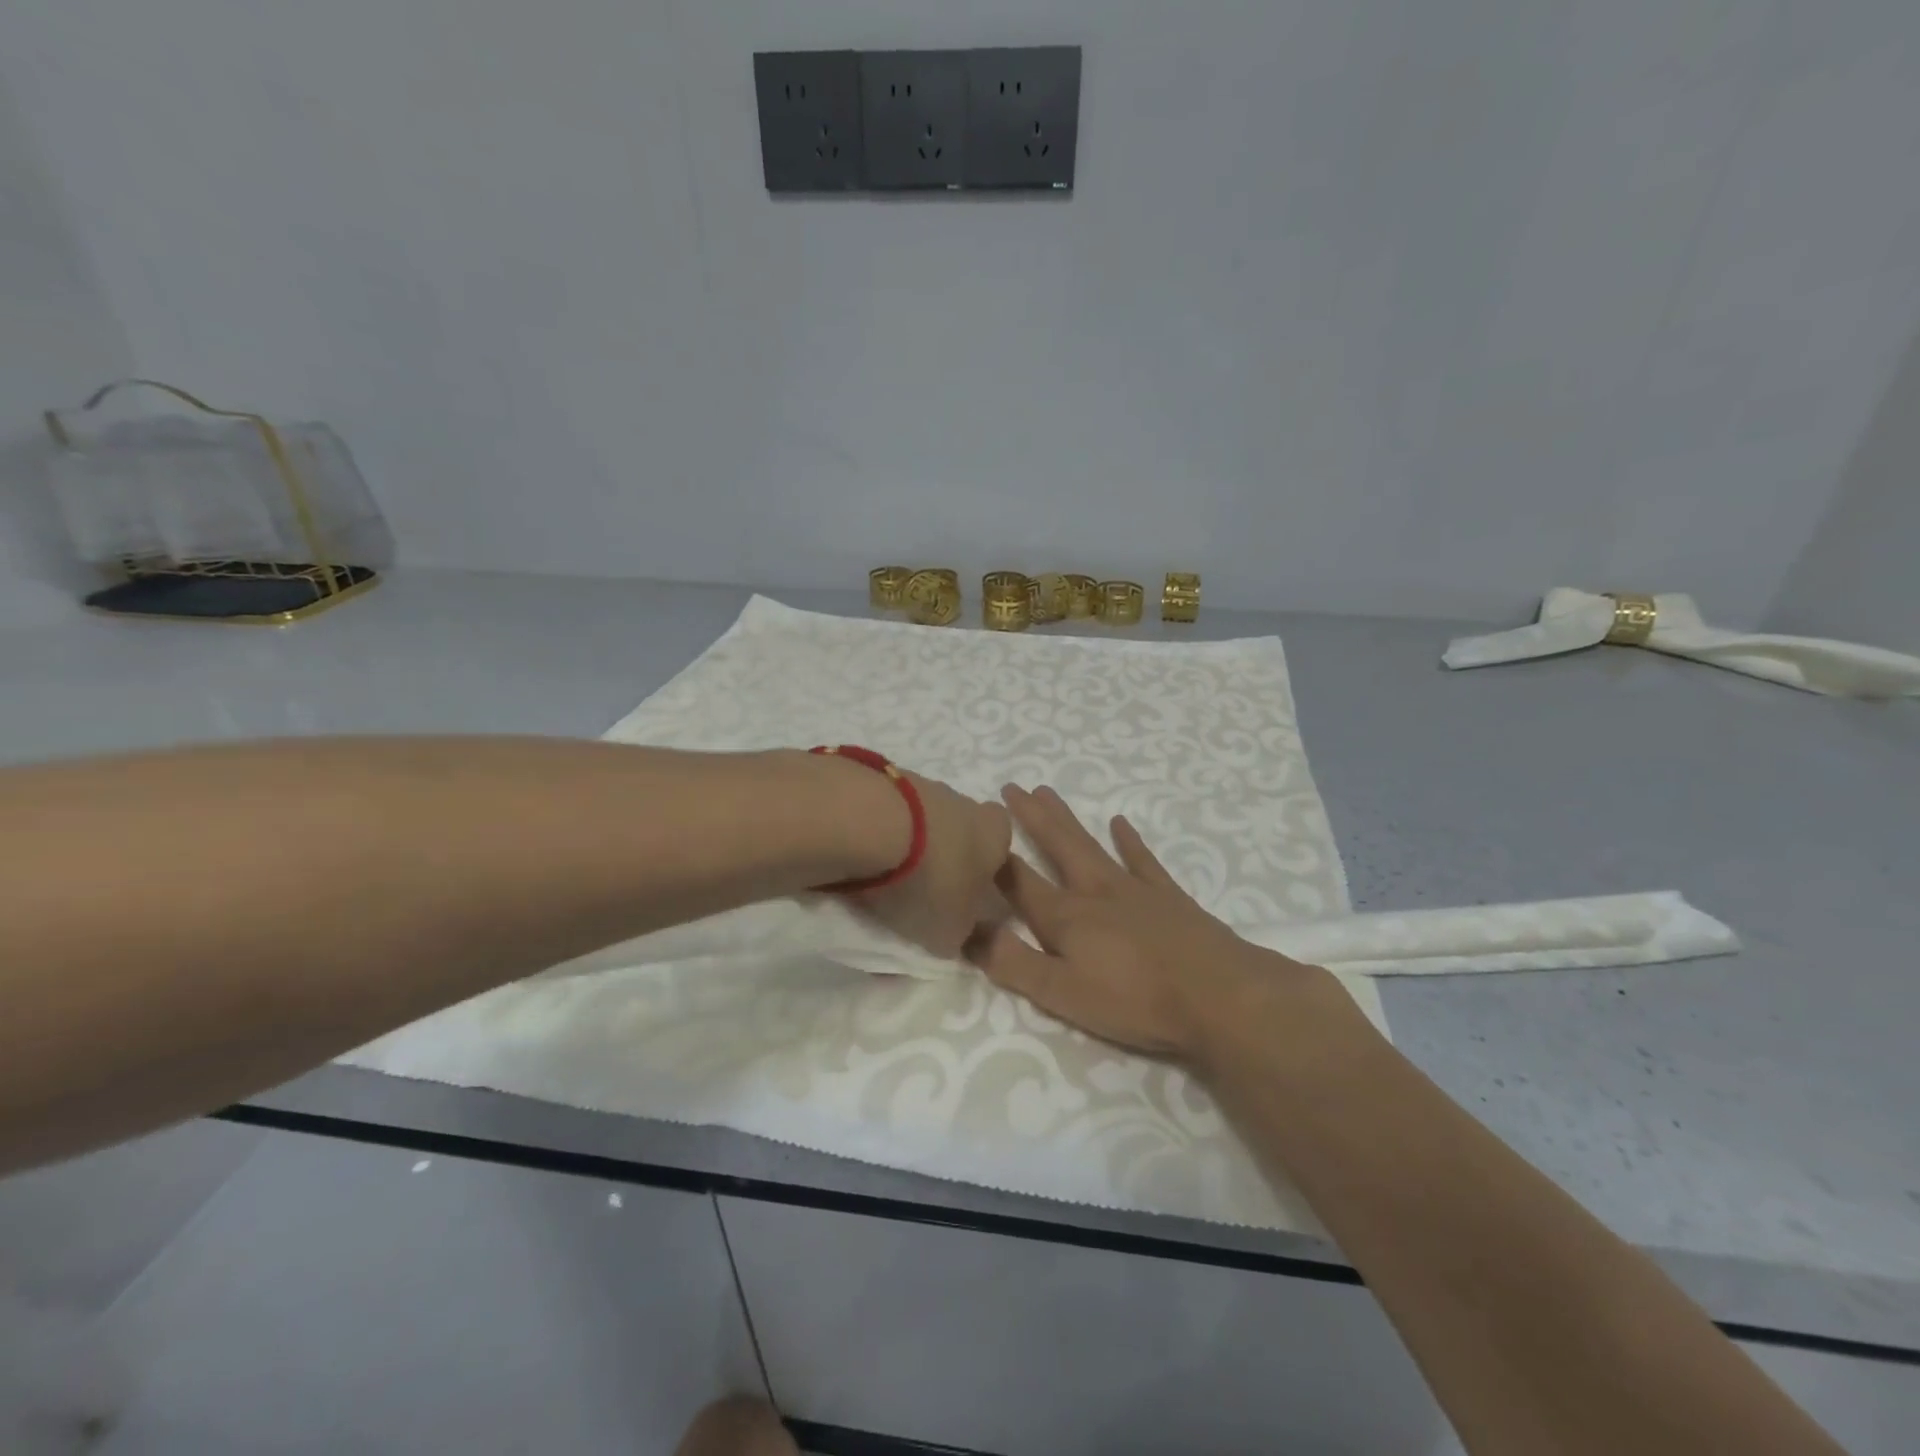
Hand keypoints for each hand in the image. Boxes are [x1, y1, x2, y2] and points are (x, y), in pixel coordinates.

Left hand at [852, 769, 1012, 958]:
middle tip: (921, 890)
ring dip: (909, 843)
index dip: (983, 873)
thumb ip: (962, 935)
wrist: (870, 822)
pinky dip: (878, 832)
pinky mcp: (882, 778)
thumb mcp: (952, 930)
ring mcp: (923, 785)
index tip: (962, 897)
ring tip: (883, 877)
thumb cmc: (929, 879)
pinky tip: (860, 856)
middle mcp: (966, 802)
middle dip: (944, 856)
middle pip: (960, 830)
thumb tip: (961, 935)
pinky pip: (888, 812)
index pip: (1001, 849)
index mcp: (996, 834)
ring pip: (922, 819)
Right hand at [971, 785, 1331, 1059]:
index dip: (993, 859)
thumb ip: (1013, 963)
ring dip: (1066, 819)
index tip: (973, 829)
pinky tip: (1120, 822)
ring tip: (1046, 791)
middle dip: (1029, 818)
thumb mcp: (1063, 994)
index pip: (1018, 882)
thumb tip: (967, 932)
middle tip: (1010, 786)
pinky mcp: (1168, 896)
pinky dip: (1129, 840)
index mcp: (1065, 918)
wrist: (1220, 994)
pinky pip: (1143, 859)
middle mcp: (1094, 891)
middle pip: (1056, 846)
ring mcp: (1133, 888)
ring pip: (1090, 844)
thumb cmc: (1136, 1000)